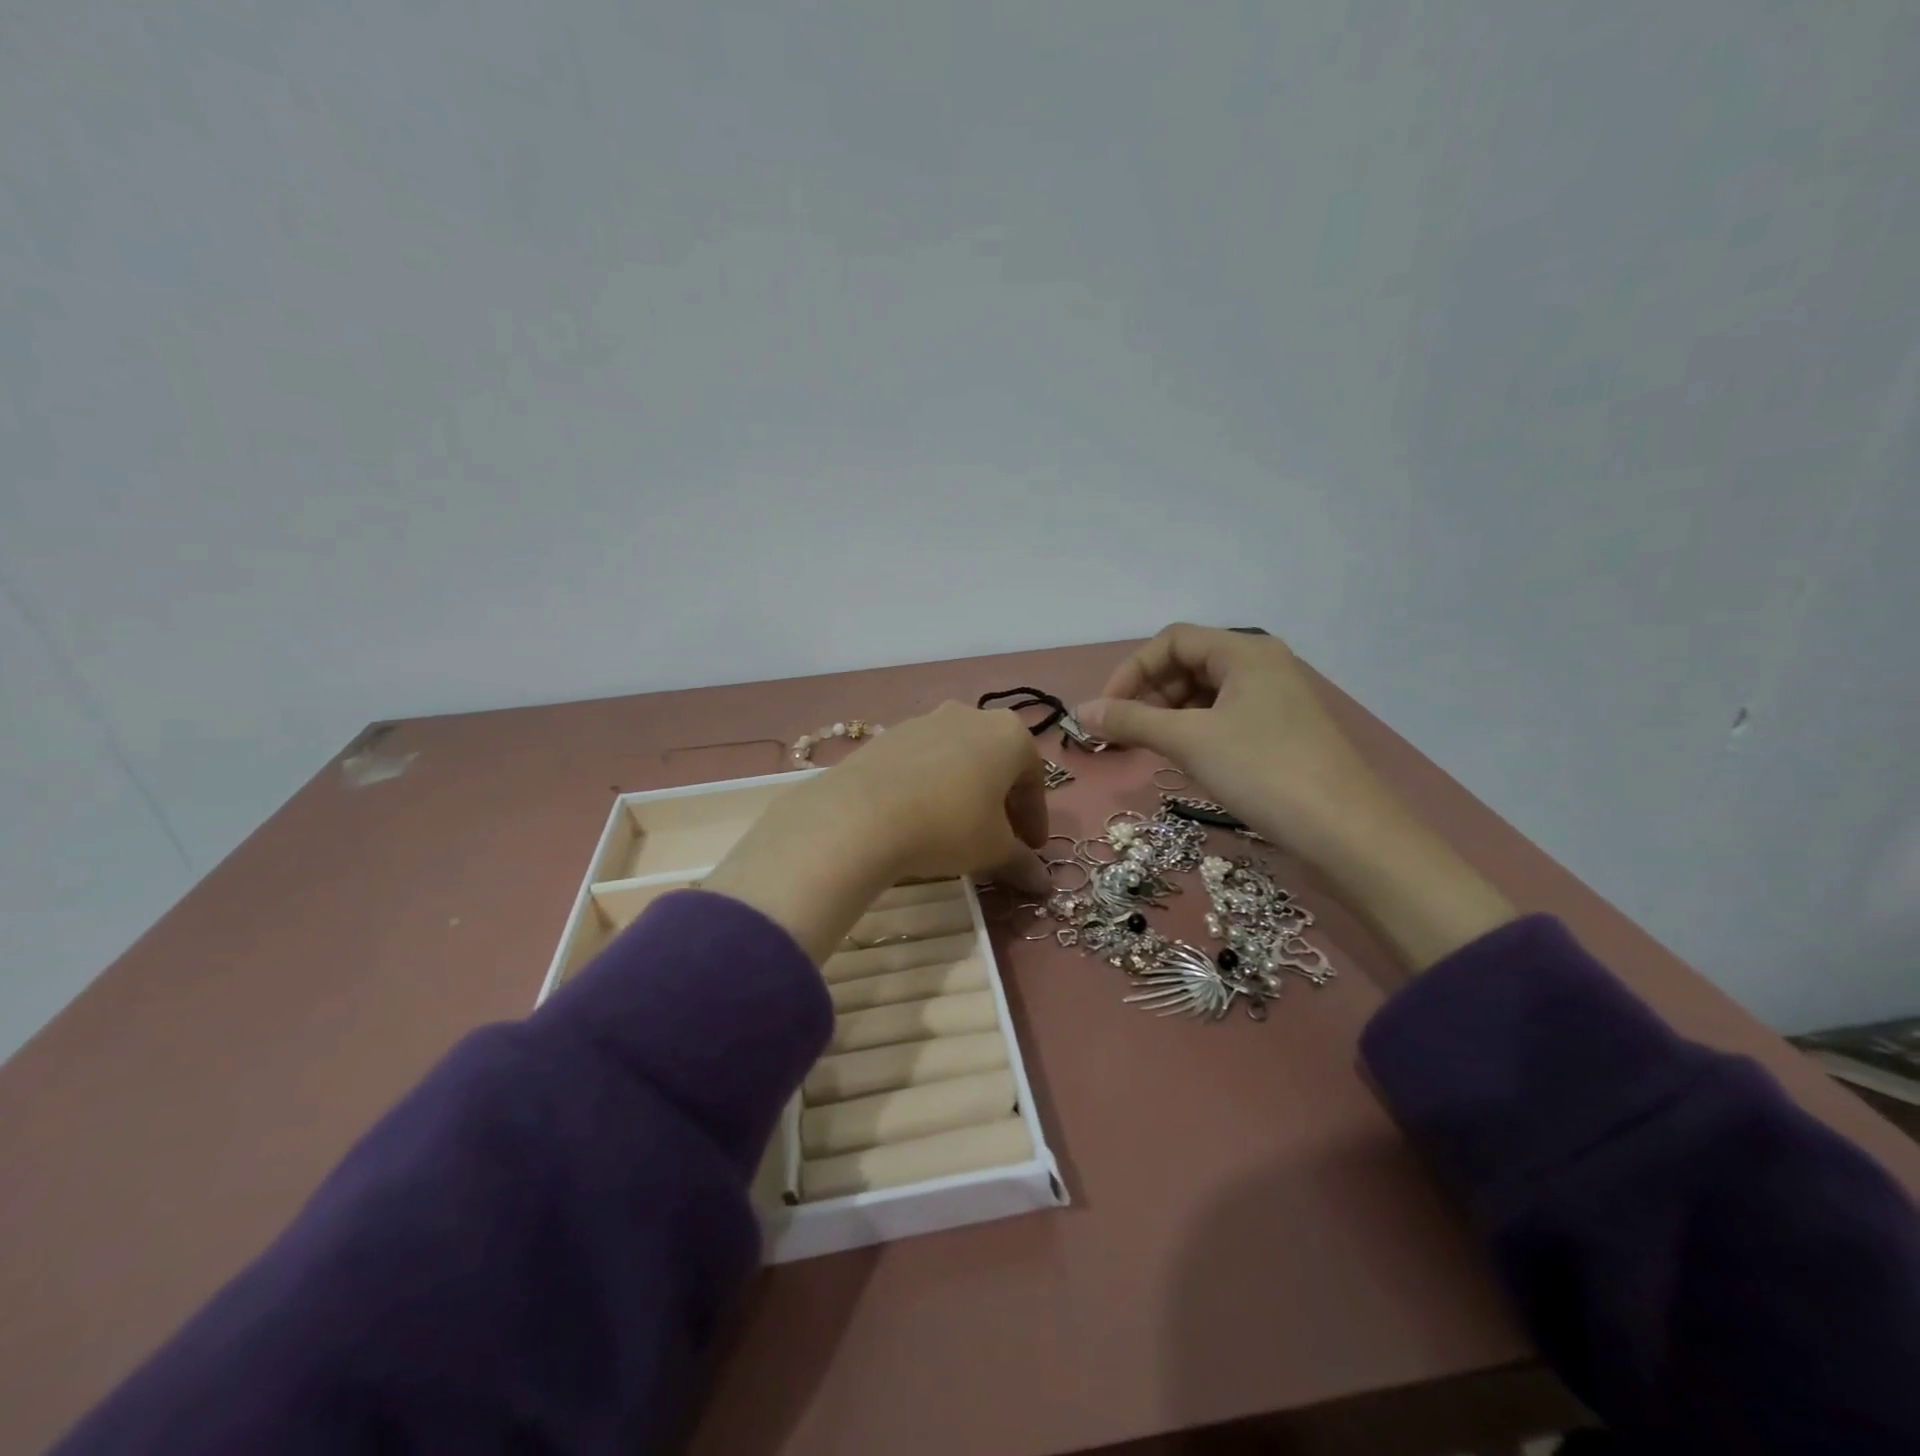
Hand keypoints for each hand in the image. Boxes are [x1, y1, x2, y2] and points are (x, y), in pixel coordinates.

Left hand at [702, 704, 1048, 962]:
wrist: (861, 813)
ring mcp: (926, 720)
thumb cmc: (948, 826)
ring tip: (956, 829)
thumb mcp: (993, 850)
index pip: (1034, 780)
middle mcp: (971, 715)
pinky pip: (922, 761)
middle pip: (996, 762)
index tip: (1031, 849)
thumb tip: (1044, 885)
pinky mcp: (889, 734)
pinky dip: (930, 785)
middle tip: (998, 837)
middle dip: (1001, 801)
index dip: (1035, 819)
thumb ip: (1022, 863)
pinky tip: (919, 816)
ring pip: (958, 758)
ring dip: (964, 791)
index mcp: (1009, 734)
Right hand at [1078, 624, 1514, 970]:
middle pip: (1187, 664)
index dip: (1131, 670)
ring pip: (1204, 695)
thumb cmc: (1263, 771)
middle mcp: (1261, 666)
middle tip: (1120, 735)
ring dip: (1166, 716)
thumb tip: (1080, 712)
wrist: (1346, 834)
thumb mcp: (1189, 741)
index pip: (1172, 640)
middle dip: (1147, 695)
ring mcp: (1274, 701)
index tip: (1106, 711)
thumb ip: (1130, 721)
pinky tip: (1182, 760)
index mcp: (1245, 651)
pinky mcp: (1280, 733)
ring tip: (1144, 750)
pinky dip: (1193, 732)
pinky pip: (1223, 718)